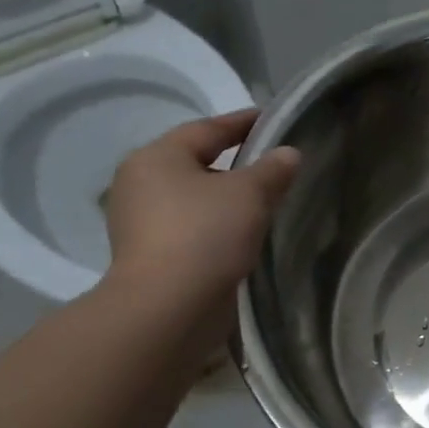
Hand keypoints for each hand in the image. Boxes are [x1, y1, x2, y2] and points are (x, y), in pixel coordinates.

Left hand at [103, 110, 300, 304]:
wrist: (168, 309)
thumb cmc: (205, 234)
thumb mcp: (249, 193)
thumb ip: (272, 169)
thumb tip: (288, 153)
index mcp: (156, 157)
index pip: (207, 129)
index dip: (242, 122)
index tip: (272, 118)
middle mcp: (140, 184)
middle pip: (196, 162)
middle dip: (234, 162)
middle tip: (273, 161)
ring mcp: (141, 223)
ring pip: (194, 198)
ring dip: (226, 197)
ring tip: (265, 198)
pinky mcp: (150, 256)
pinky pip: (191, 227)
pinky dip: (217, 224)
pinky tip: (244, 232)